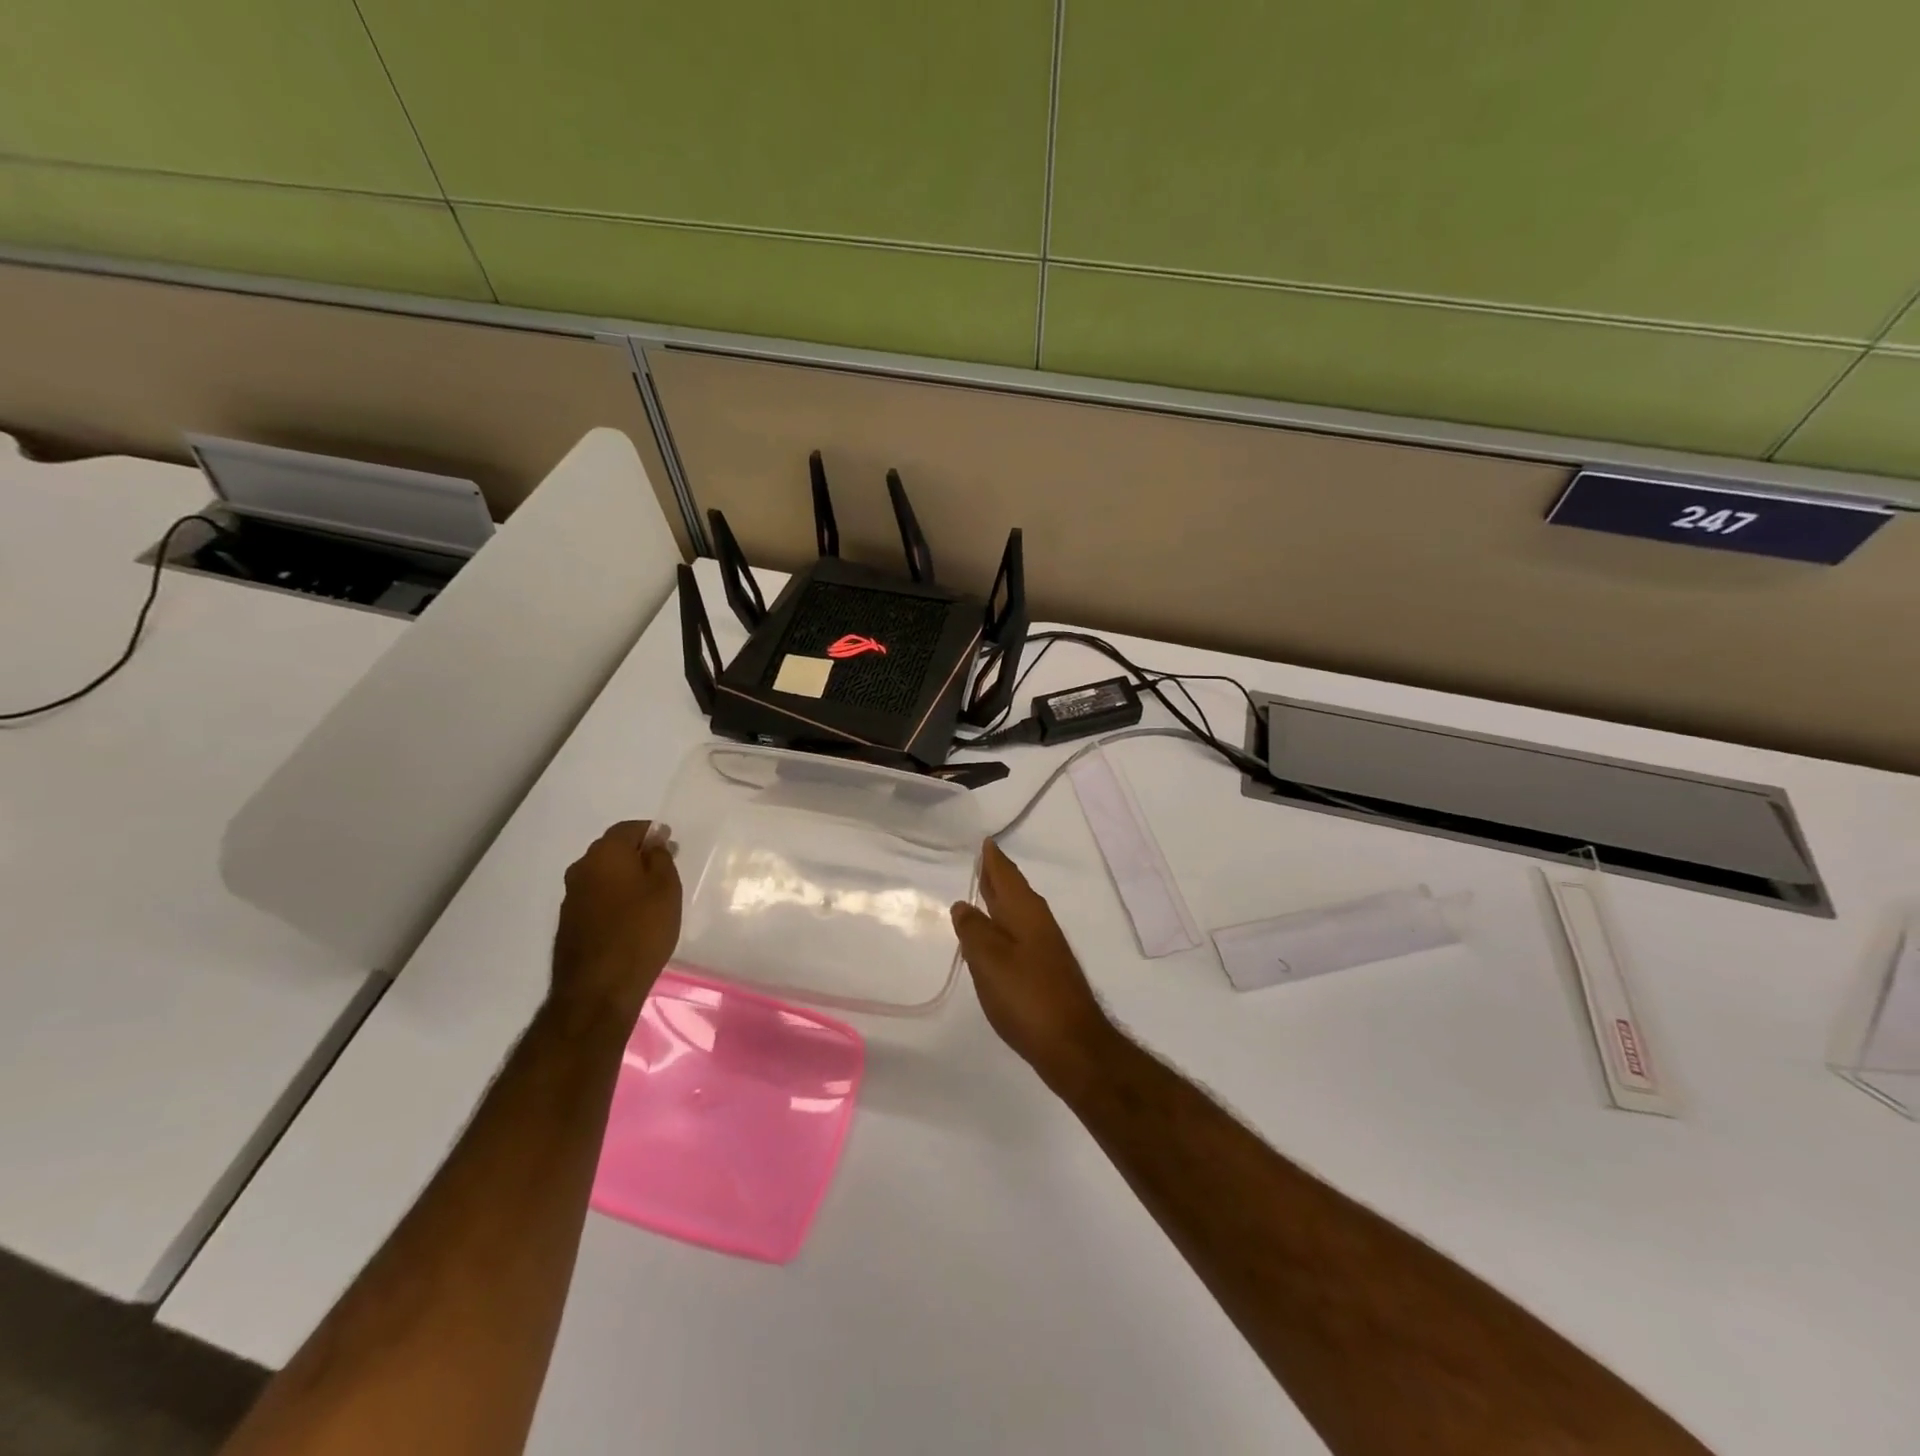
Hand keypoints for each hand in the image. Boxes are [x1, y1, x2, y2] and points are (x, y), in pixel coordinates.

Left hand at [552, 820, 682, 1024]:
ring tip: (650, 895)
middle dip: (637, 854)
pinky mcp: (569, 922)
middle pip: (612, 850)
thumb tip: (653, 842)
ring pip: (602, 875)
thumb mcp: (666, 889)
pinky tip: (631, 916)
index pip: (629, 829)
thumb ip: (660, 858)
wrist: (599, 988)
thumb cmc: (641, 931)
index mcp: (605, 854)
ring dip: (624, 877)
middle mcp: (581, 869)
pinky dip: (614, 897)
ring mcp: (571, 897)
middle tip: (664, 869)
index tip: (670, 844)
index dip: (651, 832)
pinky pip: (596, 897)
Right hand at [951, 840, 1117, 1091]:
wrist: (1072, 1045)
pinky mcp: (1046, 972)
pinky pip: (1020, 934)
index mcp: (1026, 912)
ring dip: (1001, 901)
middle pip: (1015, 891)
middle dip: (998, 876)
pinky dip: (1005, 925)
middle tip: (981, 860)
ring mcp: (1045, 948)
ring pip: (1018, 913)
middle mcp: (1039, 923)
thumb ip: (973, 930)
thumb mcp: (989, 960)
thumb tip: (963, 904)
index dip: (993, 859)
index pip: (1007, 875)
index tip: (984, 840)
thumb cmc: (1027, 996)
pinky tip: (996, 938)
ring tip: (982, 893)